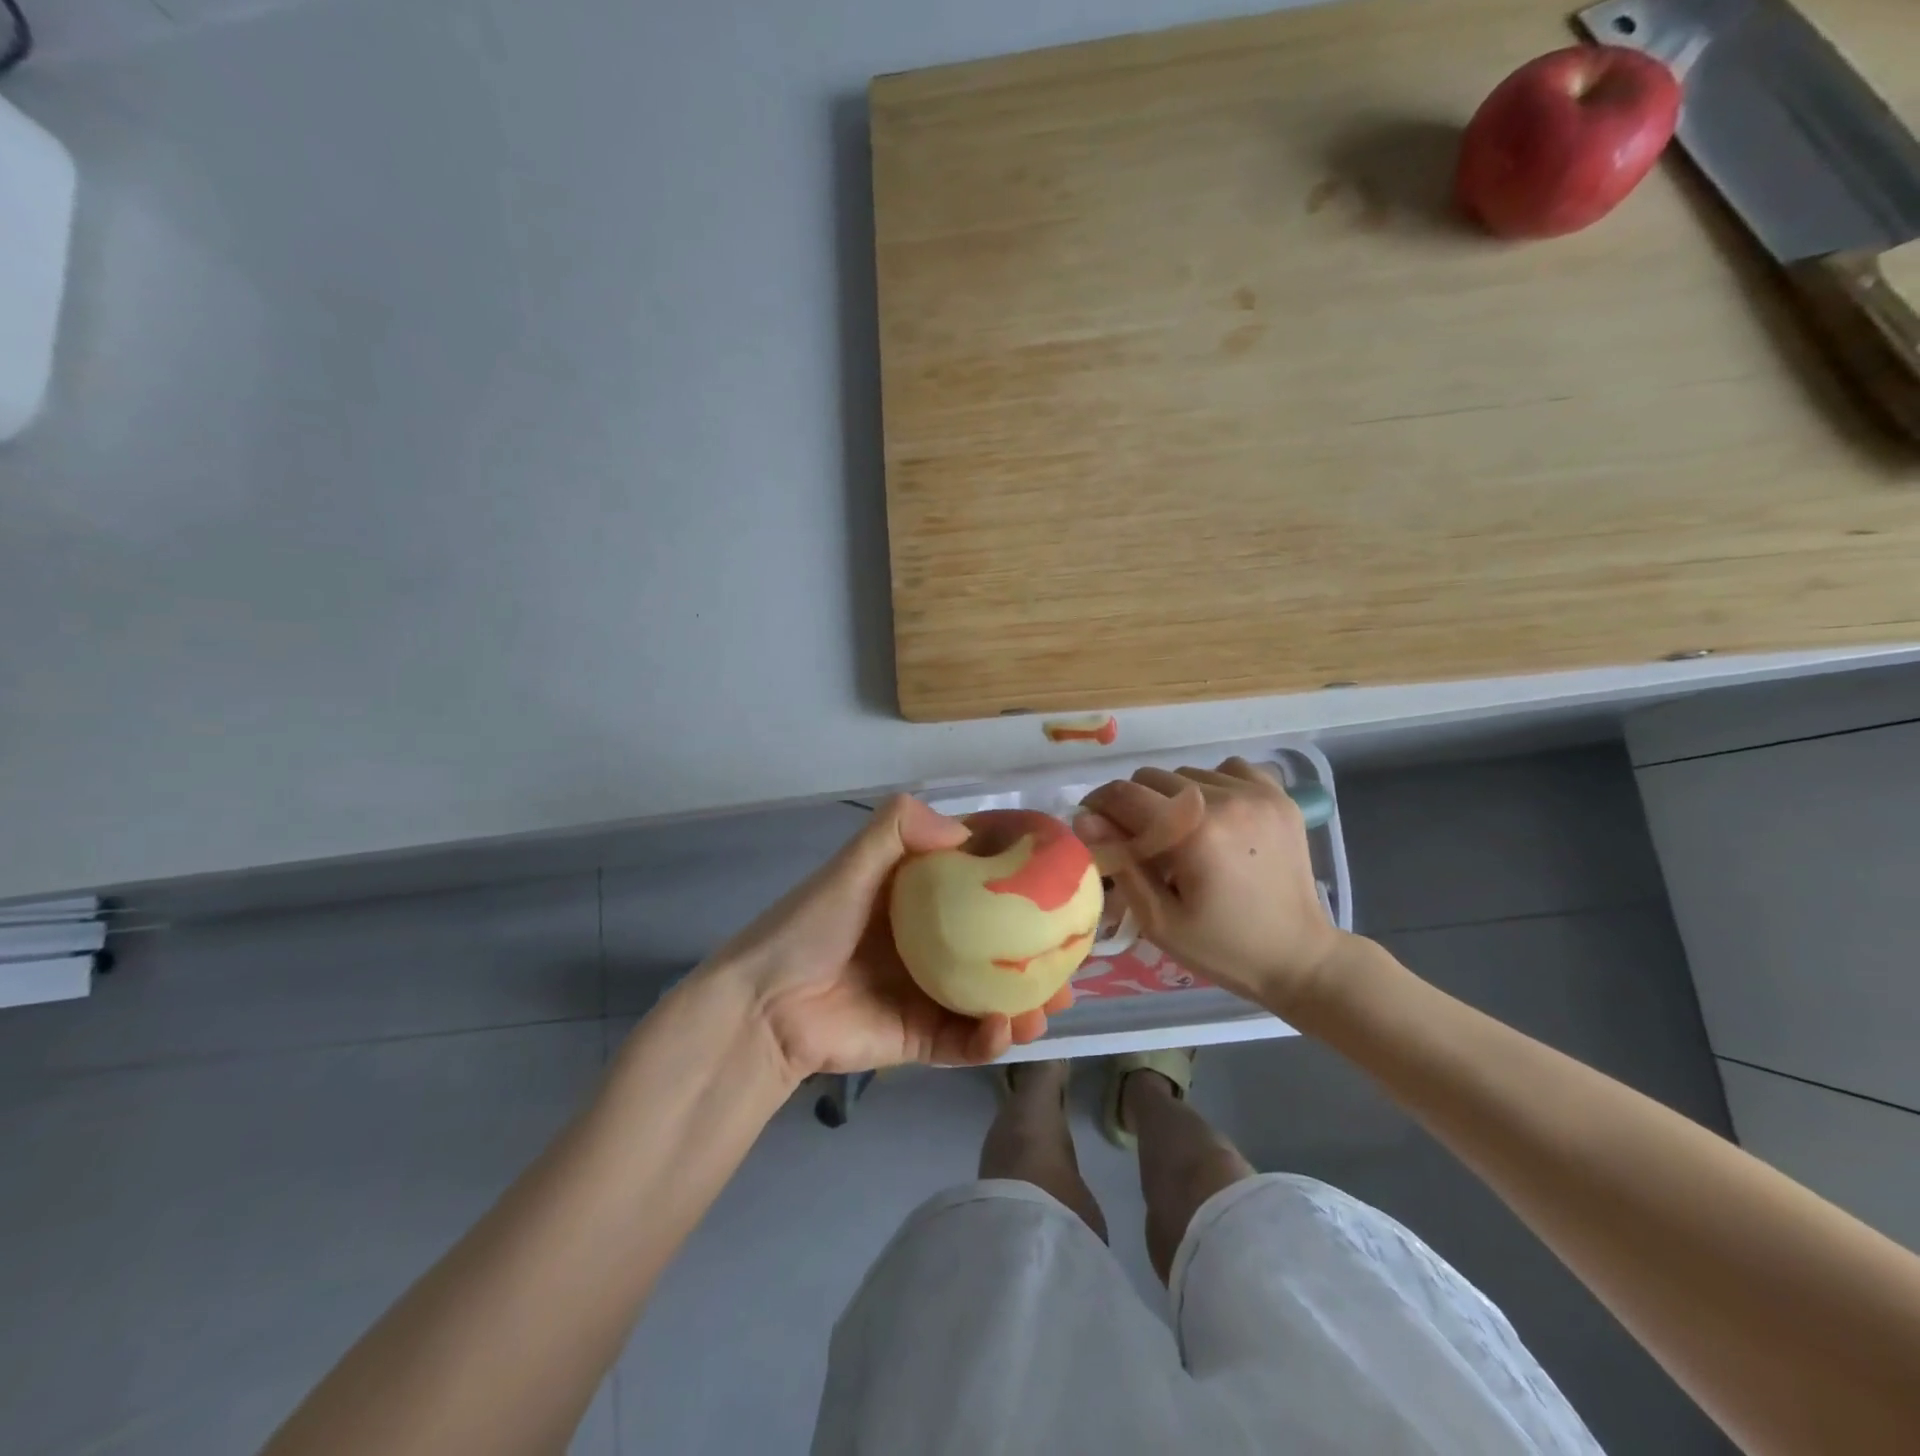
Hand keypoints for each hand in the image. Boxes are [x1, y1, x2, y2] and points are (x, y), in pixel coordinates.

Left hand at [699, 796, 1067, 1082]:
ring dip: (1026, 1002)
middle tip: (1072, 961)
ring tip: (1051, 1006)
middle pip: (997, 946)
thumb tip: (966, 830)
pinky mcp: (918, 1037)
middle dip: (1037, 954)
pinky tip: (1004, 1030)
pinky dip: (990, 1039)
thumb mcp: (852, 864)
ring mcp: (926, 992)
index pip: (978, 883)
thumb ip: (899, 829)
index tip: (1060, 884)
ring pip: (991, 996)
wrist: (764, 1007)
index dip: (1020, 883)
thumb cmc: (811, 926)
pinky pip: (964, 1039)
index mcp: (917, 898)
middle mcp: (930, 942)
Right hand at [1076, 757, 1349, 1014]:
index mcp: (1195, 833)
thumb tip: (1085, 820)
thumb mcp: (1159, 920)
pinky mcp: (1279, 796)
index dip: (1099, 805)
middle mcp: (1226, 800)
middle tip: (1142, 841)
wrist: (1299, 958)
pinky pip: (1228, 768)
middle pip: (1153, 777)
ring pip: (1187, 773)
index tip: (1095, 826)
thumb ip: (1121, 863)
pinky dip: (1213, 785)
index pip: (1126, 795)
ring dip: (1173, 798)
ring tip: (1184, 834)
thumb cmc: (1223, 947)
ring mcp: (1257, 793)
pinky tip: (1218, 817)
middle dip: (1135, 804)